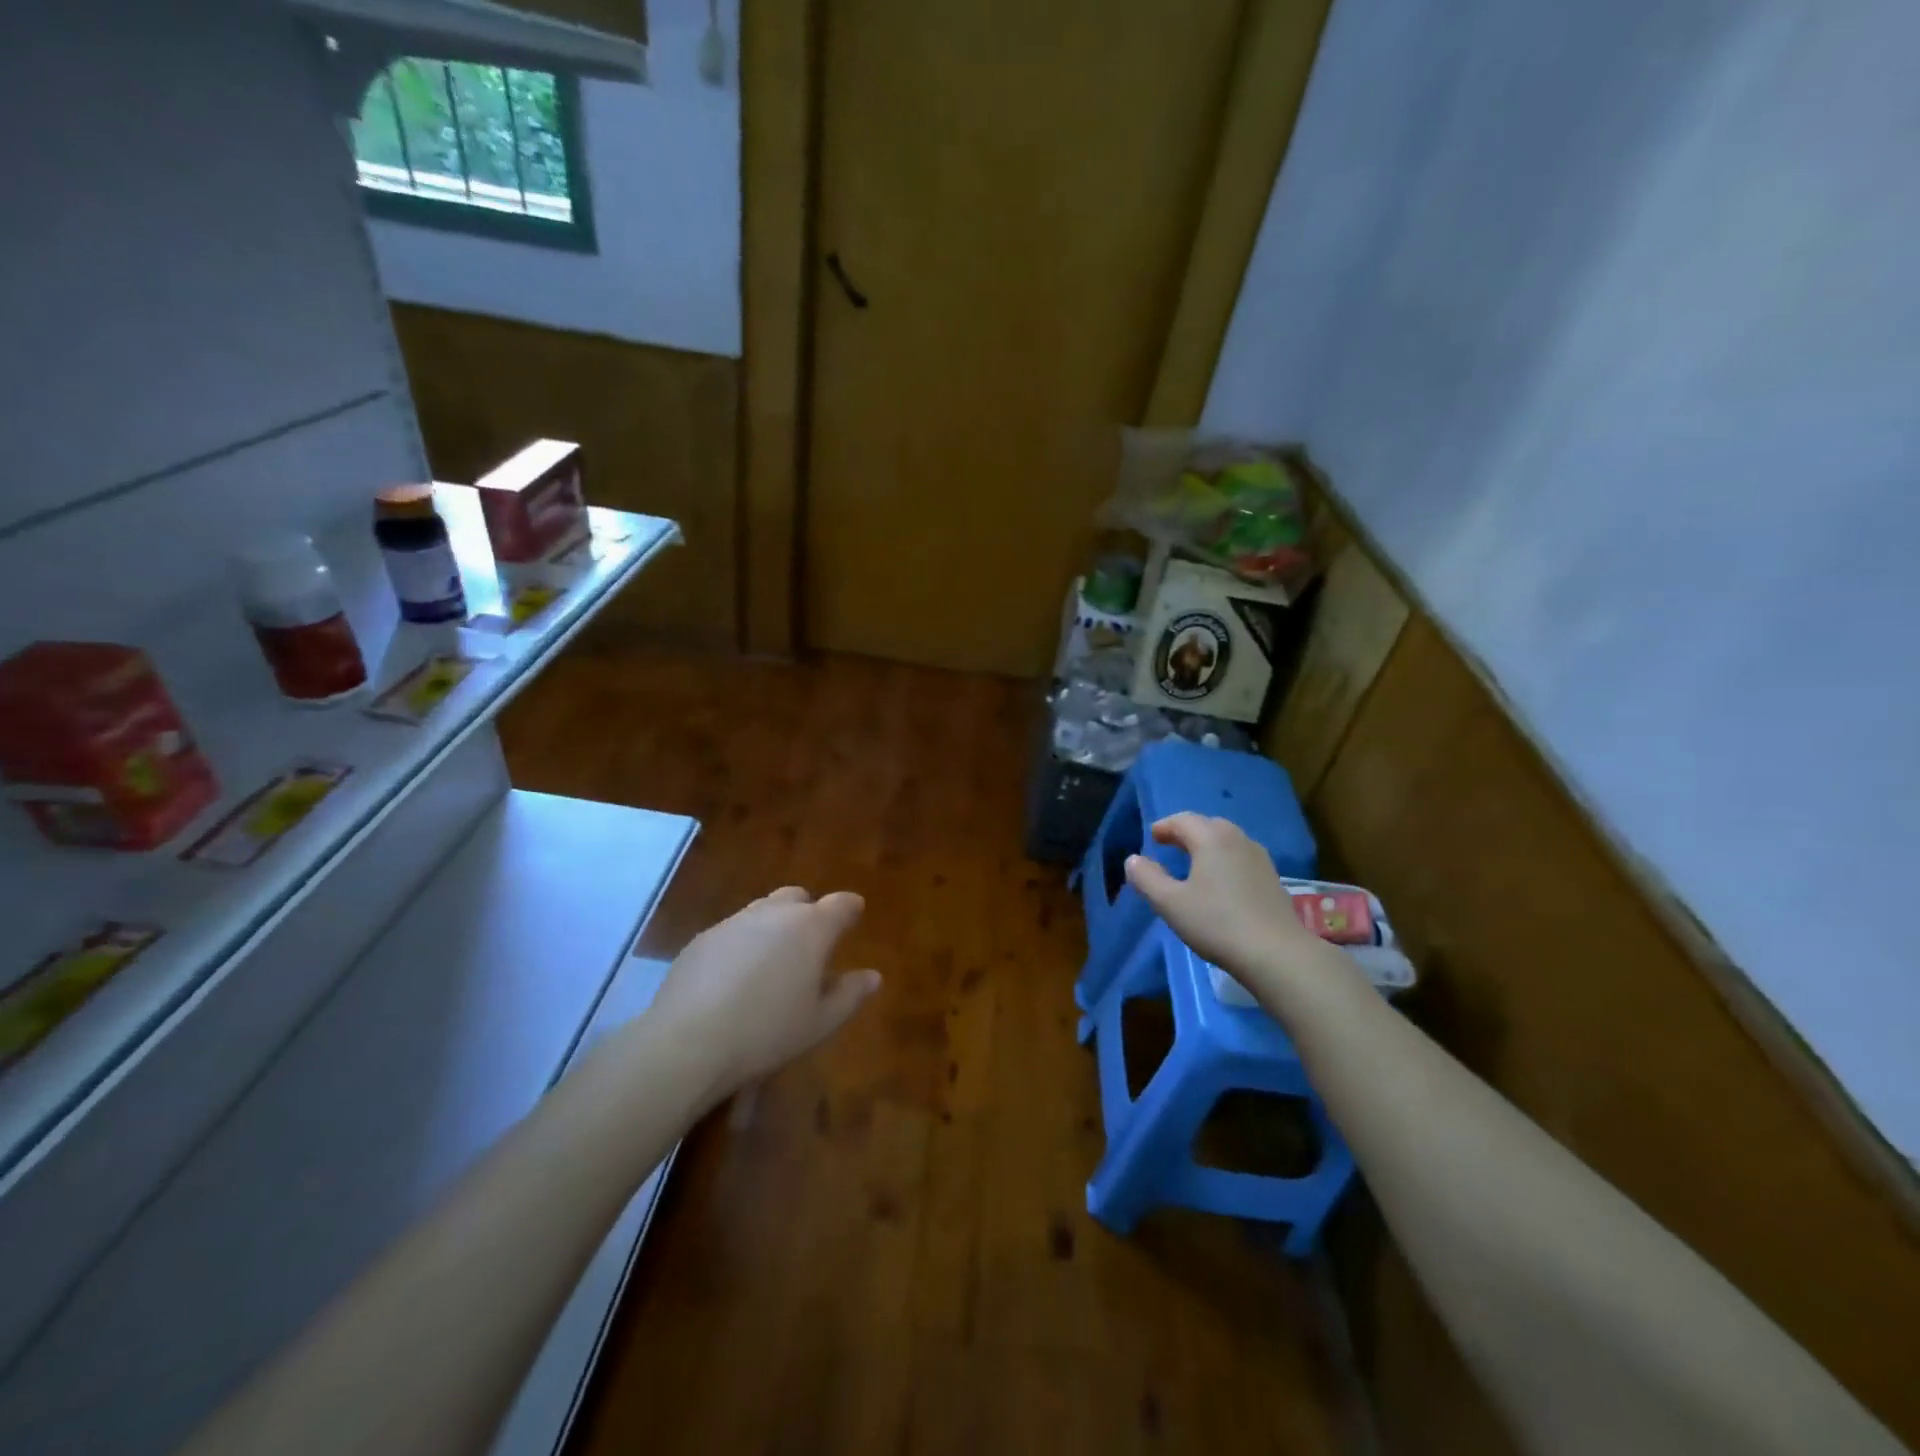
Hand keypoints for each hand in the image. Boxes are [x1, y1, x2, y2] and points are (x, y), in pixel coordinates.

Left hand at [646, 887, 881, 1100]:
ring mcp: (734, 922)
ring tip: (773, 962)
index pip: (841, 904)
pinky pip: (733, 930)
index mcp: (811, 928)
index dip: (850, 909)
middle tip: (811, 944)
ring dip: (775, 926)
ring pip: (763, 910)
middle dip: (809, 912)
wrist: (688, 1041)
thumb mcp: (820, 1023)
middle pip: (798, 898)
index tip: (855, 917)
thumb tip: (872, 976)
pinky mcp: (703, 938)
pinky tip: (736, 977)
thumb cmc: (767, 1032)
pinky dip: (743, 943)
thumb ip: (850, 995)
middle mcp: (774, 913)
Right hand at [1124, 813, 1321, 988]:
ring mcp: (1260, 858)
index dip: (1165, 826)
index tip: (1152, 837)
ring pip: (1228, 840)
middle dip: (1187, 832)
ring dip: (1208, 845)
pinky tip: (1222, 883)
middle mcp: (1237, 840)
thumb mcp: (1170, 903)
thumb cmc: (1216, 923)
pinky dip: (1226, 859)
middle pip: (1208, 825)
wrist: (1276, 953)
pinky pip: (1242, 857)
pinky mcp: (1273, 879)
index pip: (1183, 820)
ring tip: (1195, 863)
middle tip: (1170, 846)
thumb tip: (1133, 860)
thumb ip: (1147, 878)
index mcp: (1211, 839)